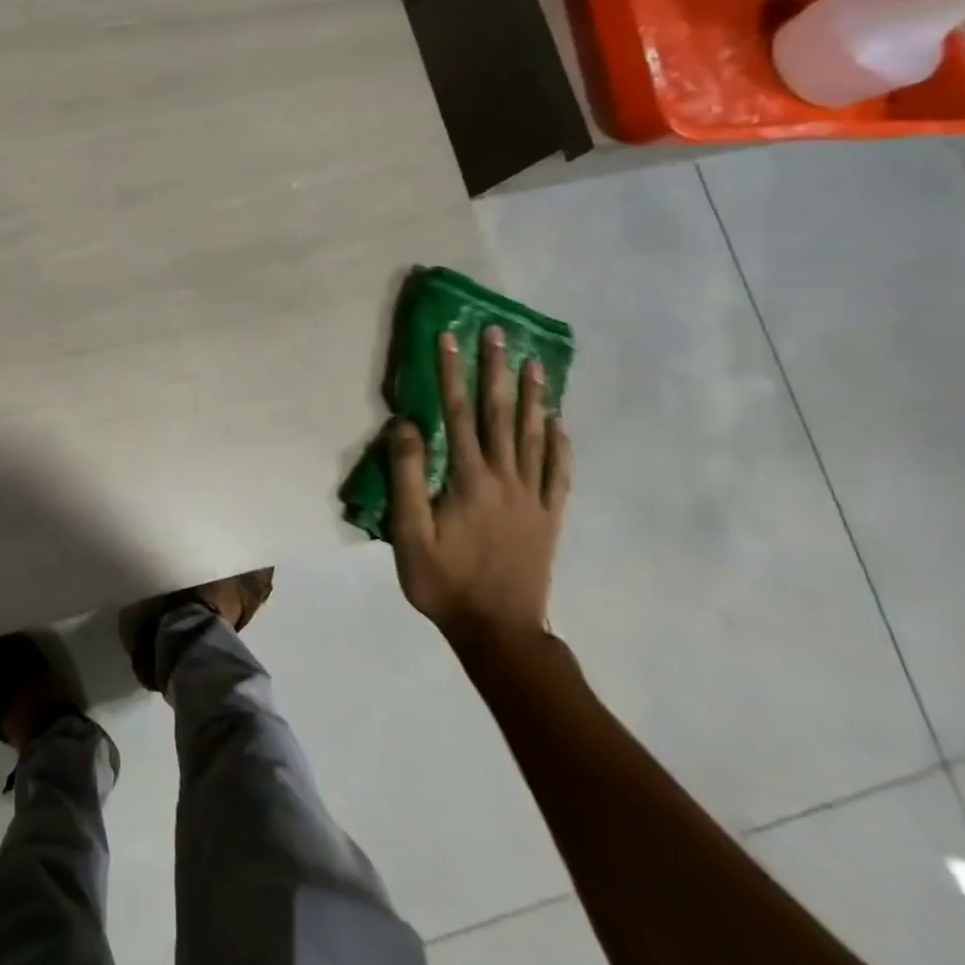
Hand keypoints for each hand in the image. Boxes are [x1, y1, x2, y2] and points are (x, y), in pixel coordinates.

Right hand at [389, 326, 572, 644]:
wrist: (499, 631)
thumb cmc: (444, 582)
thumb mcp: (409, 532)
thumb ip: (407, 475)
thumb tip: (405, 424)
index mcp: (468, 479)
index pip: (458, 413)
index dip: (451, 373)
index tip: (448, 337)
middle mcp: (505, 478)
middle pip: (500, 414)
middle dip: (495, 370)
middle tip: (498, 333)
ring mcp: (532, 496)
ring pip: (533, 435)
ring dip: (532, 396)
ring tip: (534, 363)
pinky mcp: (549, 517)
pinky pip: (559, 472)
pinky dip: (559, 444)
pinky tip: (558, 423)